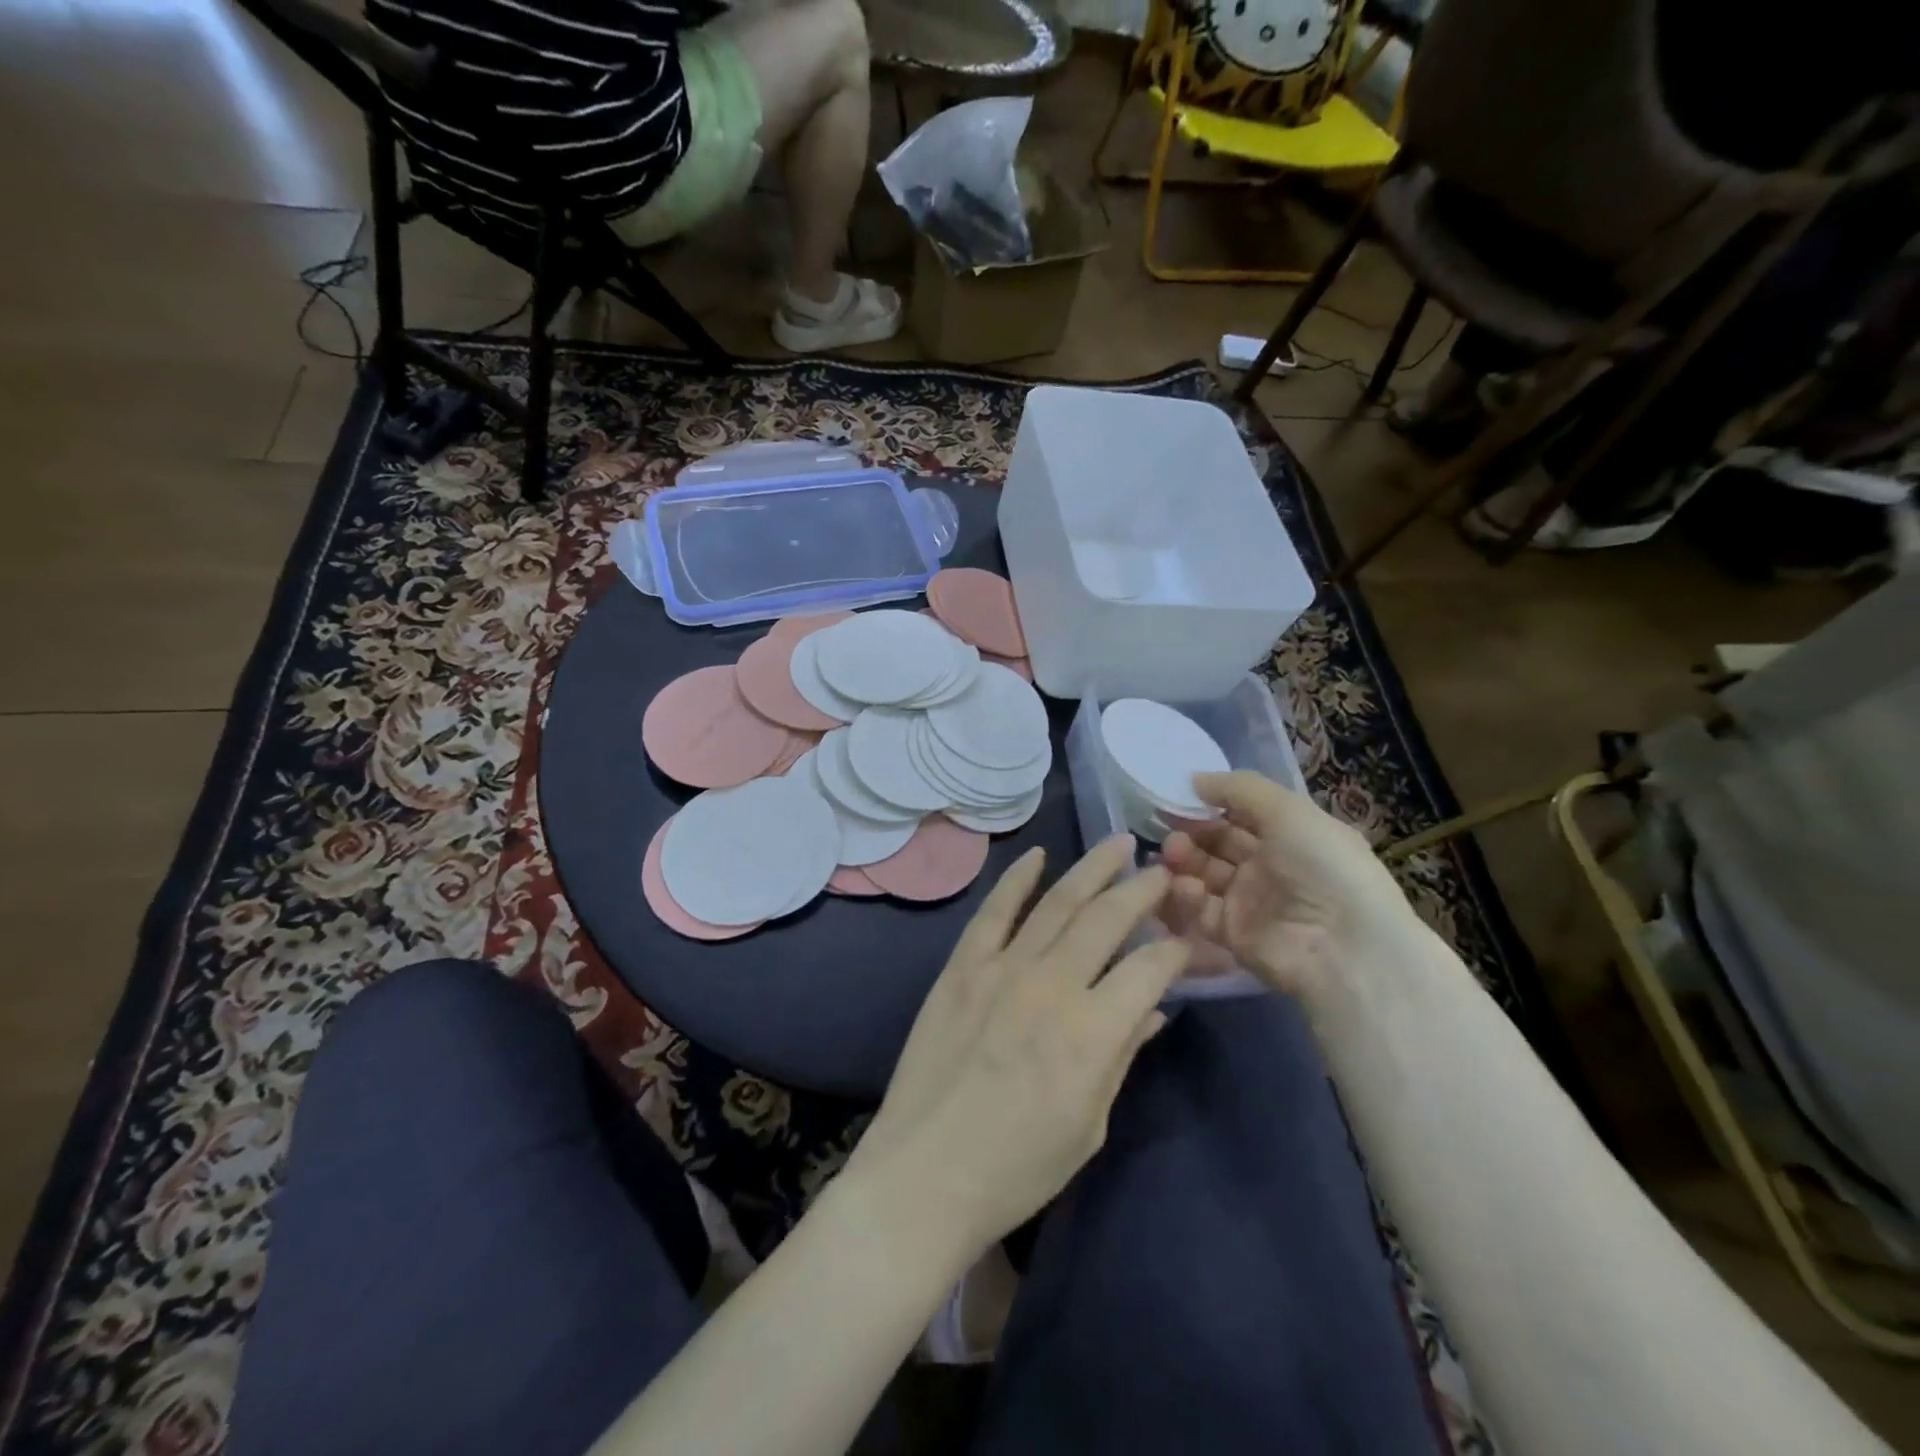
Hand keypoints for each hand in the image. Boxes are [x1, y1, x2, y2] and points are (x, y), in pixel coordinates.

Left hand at [843, 837, 1188, 1257]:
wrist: (925, 1172)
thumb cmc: (1018, 1166)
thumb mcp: (1090, 1125)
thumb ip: (1123, 1056)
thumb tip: (1155, 1009)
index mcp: (1092, 1033)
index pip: (1150, 969)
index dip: (1177, 949)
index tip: (1189, 938)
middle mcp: (1052, 985)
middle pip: (1107, 920)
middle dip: (1142, 890)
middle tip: (1162, 870)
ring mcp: (1001, 968)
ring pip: (1057, 903)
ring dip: (1092, 869)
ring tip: (1118, 843)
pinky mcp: (962, 966)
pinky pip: (994, 911)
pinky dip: (1017, 878)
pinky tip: (1038, 855)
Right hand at [1160, 771, 1421, 1001]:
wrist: (1344, 950)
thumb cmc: (1322, 867)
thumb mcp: (1288, 811)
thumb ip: (1239, 788)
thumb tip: (1194, 779)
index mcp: (1290, 834)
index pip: (1241, 813)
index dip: (1209, 804)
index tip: (1177, 796)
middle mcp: (1269, 866)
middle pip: (1217, 843)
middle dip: (1191, 832)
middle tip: (1170, 831)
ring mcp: (1250, 901)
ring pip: (1204, 874)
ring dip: (1184, 861)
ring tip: (1173, 855)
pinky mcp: (1233, 935)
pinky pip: (1201, 910)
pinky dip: (1188, 897)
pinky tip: (1187, 887)